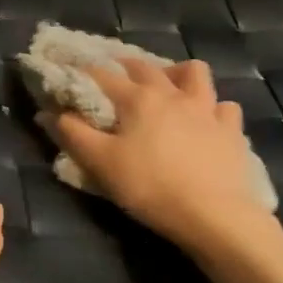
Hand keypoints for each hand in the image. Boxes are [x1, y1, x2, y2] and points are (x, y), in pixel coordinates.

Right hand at [54, 59, 268, 249]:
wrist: (215, 215)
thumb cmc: (151, 187)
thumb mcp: (102, 164)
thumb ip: (73, 134)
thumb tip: (50, 112)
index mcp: (138, 98)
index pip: (102, 76)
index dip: (82, 75)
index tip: (70, 78)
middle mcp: (173, 94)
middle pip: (146, 67)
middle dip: (125, 67)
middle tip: (114, 79)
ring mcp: (207, 109)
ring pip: (194, 73)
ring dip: (178, 74)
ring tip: (168, 88)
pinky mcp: (232, 130)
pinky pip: (224, 107)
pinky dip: (214, 109)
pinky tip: (206, 122)